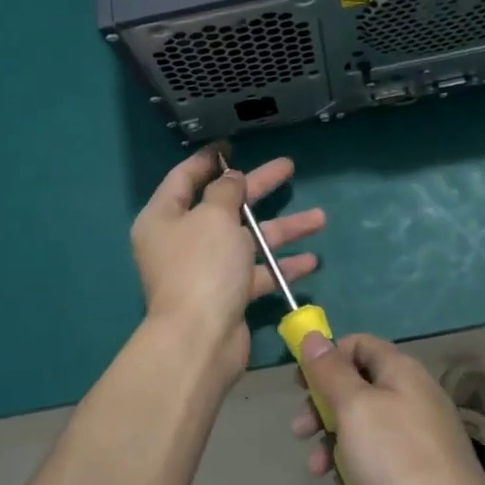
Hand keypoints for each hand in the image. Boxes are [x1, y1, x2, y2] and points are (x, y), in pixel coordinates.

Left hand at [131, 144, 325, 385]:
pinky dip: (280, 266)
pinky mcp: (226, 295)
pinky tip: (311, 261)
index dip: (210, 160)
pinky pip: (255, 273)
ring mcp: (204, 270)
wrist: (200, 340)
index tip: (232, 145)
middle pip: (224, 206)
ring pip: (246, 240)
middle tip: (288, 168)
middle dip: (258, 188)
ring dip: (282, 229)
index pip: (185, 178)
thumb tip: (231, 178)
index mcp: (164, 217)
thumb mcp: (214, 217)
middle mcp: (181, 241)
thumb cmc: (202, 266)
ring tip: (320, 218)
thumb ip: (225, 191)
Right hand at [291, 333, 484, 484]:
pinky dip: (358, 461)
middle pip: (358, 383)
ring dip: (335, 438)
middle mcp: (414, 392)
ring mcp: (421, 430)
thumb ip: (330, 371)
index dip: (327, 357)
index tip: (301, 384)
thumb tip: (312, 336)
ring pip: (365, 421)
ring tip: (318, 468)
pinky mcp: (423, 464)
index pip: (357, 343)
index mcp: (401, 370)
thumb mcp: (354, 409)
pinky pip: (381, 450)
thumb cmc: (397, 459)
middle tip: (300, 431)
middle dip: (323, 404)